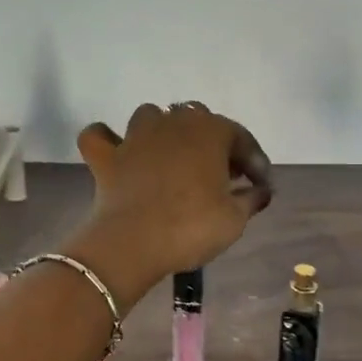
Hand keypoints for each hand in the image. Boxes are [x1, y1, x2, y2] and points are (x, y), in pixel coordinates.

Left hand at [73, 103, 272, 283]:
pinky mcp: (106, 156)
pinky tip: (117, 152)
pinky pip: (99, 137)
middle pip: (198, 120)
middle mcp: (173, 122)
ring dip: (163, 132)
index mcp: (210, 131)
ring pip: (151, 116)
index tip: (260, 185)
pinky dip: (107, 140)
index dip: (254, 161)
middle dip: (212, 143)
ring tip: (173, 158)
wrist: (134, 243)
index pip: (240, 137)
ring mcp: (135, 136)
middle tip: (221, 174)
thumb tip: (262, 190)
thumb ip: (251, 198)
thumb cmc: (192, 227)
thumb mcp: (235, 218)